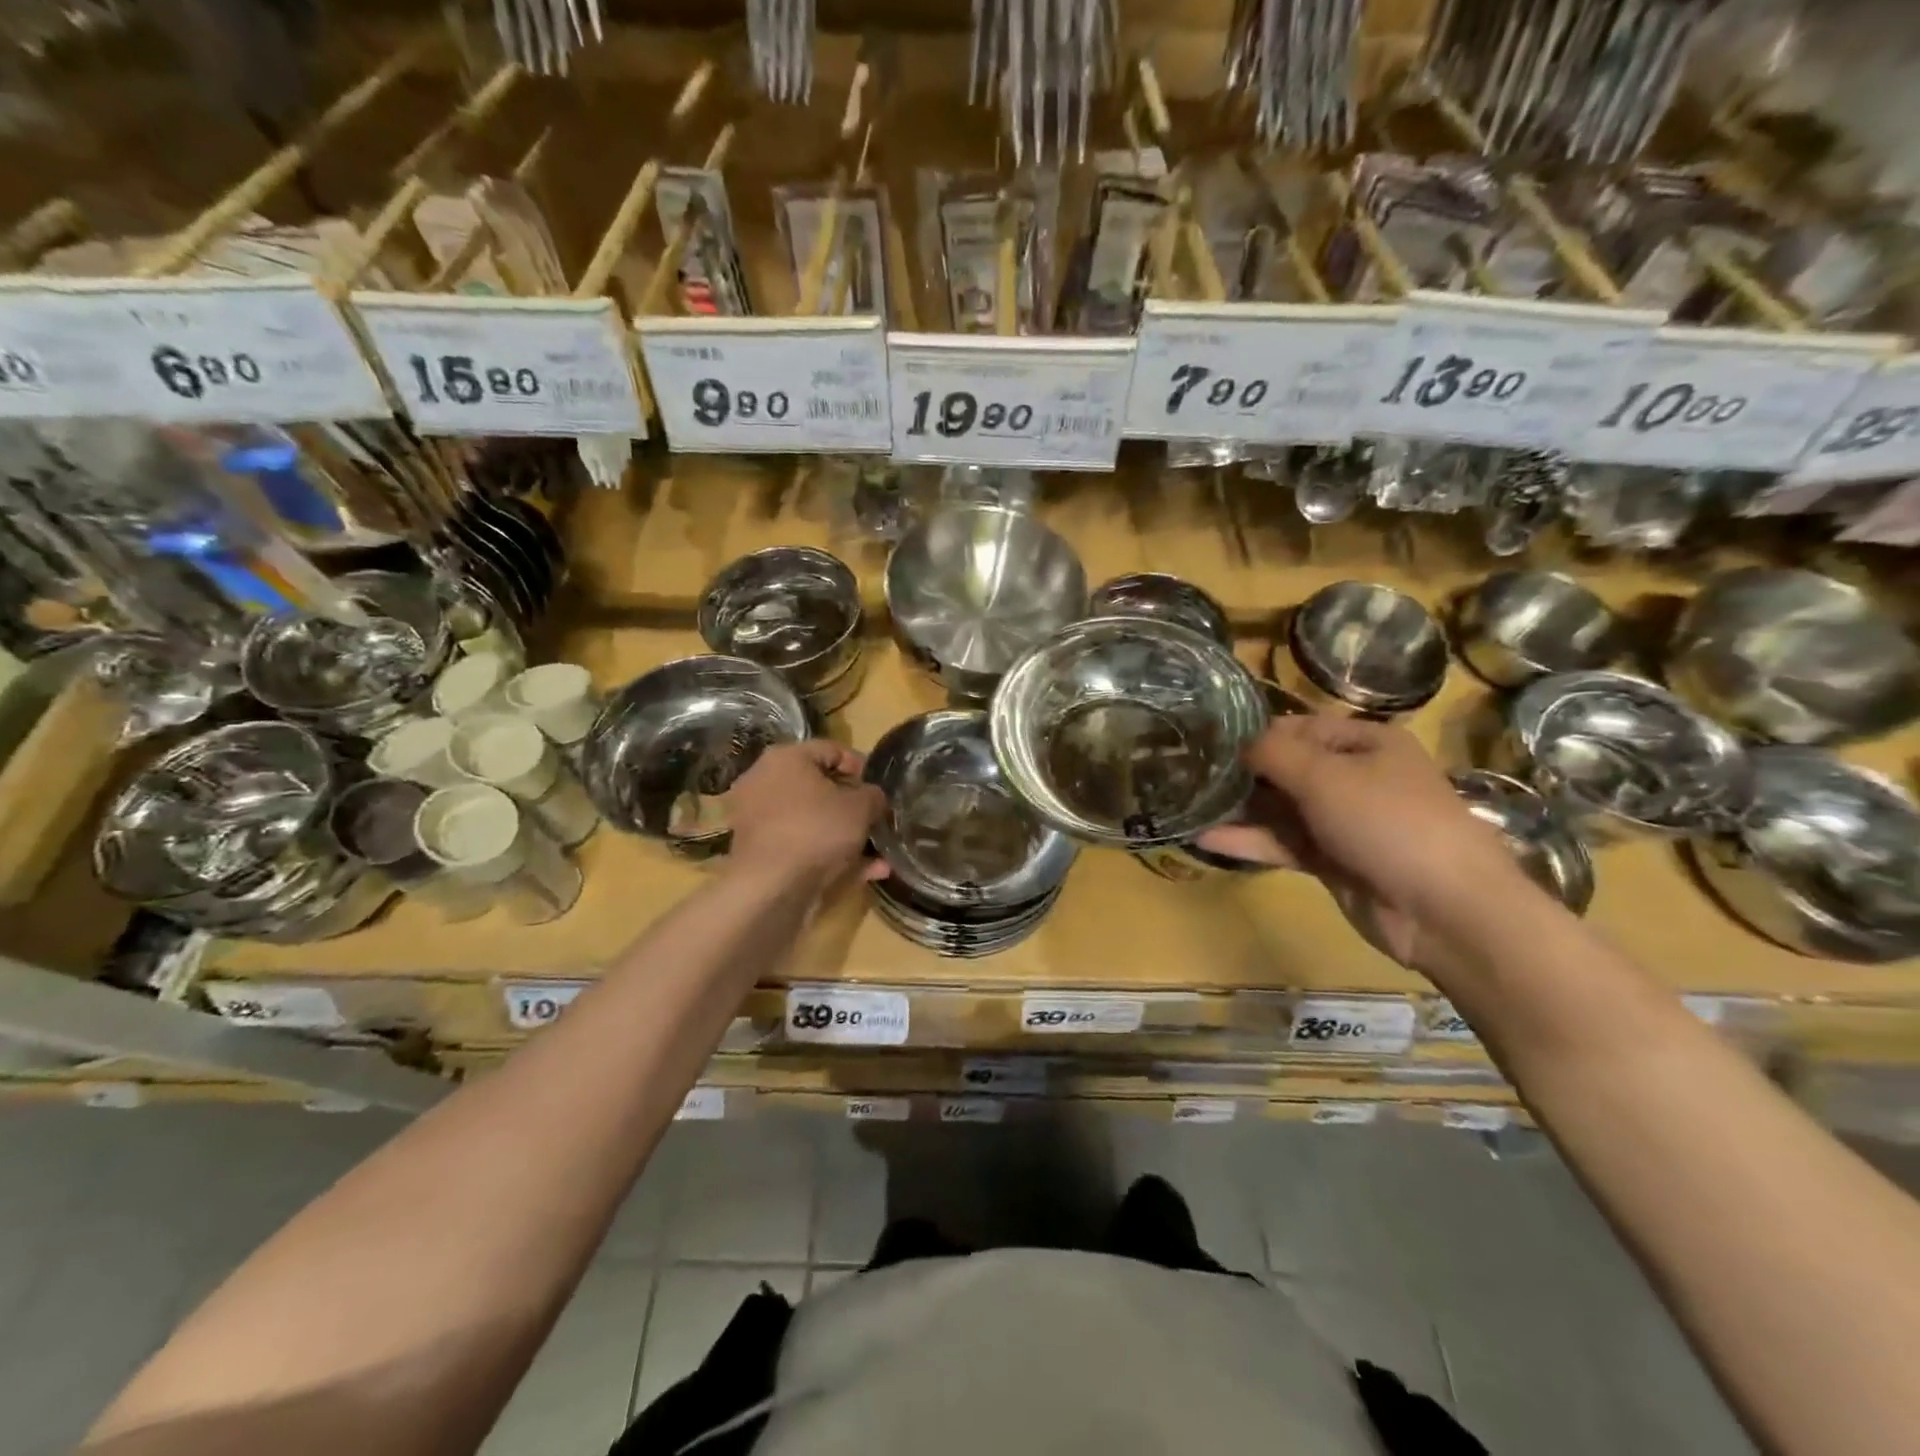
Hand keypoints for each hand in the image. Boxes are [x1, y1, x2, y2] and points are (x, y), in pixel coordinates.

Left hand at [725, 741, 887, 890]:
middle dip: (852, 804)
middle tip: (876, 817)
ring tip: (878, 850)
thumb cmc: (817, 830)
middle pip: (819, 786)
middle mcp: (765, 782)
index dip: (861, 767)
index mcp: (785, 758)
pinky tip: (867, 872)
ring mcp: (759, 820)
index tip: (879, 788)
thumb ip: (873, 796)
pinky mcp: (762, 853)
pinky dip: (831, 855)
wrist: (772, 888)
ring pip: (812, 820)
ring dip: (845, 834)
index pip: (831, 749)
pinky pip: (803, 845)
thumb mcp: (860, 807)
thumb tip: (873, 798)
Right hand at [1197, 716, 1538, 969]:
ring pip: (1281, 808)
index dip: (1253, 734)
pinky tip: (1205, 839)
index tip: (1206, 743)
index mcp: (1365, 742)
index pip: (1296, 727)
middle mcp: (1354, 776)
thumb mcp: (1325, 776)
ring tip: (1187, 806)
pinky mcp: (1333, 860)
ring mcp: (1343, 822)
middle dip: (1240, 773)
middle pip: (1286, 768)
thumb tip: (1236, 744)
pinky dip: (1249, 841)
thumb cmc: (1388, 822)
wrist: (1445, 909)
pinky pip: (1284, 843)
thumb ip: (1273, 754)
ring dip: (1239, 809)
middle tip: (1186, 774)